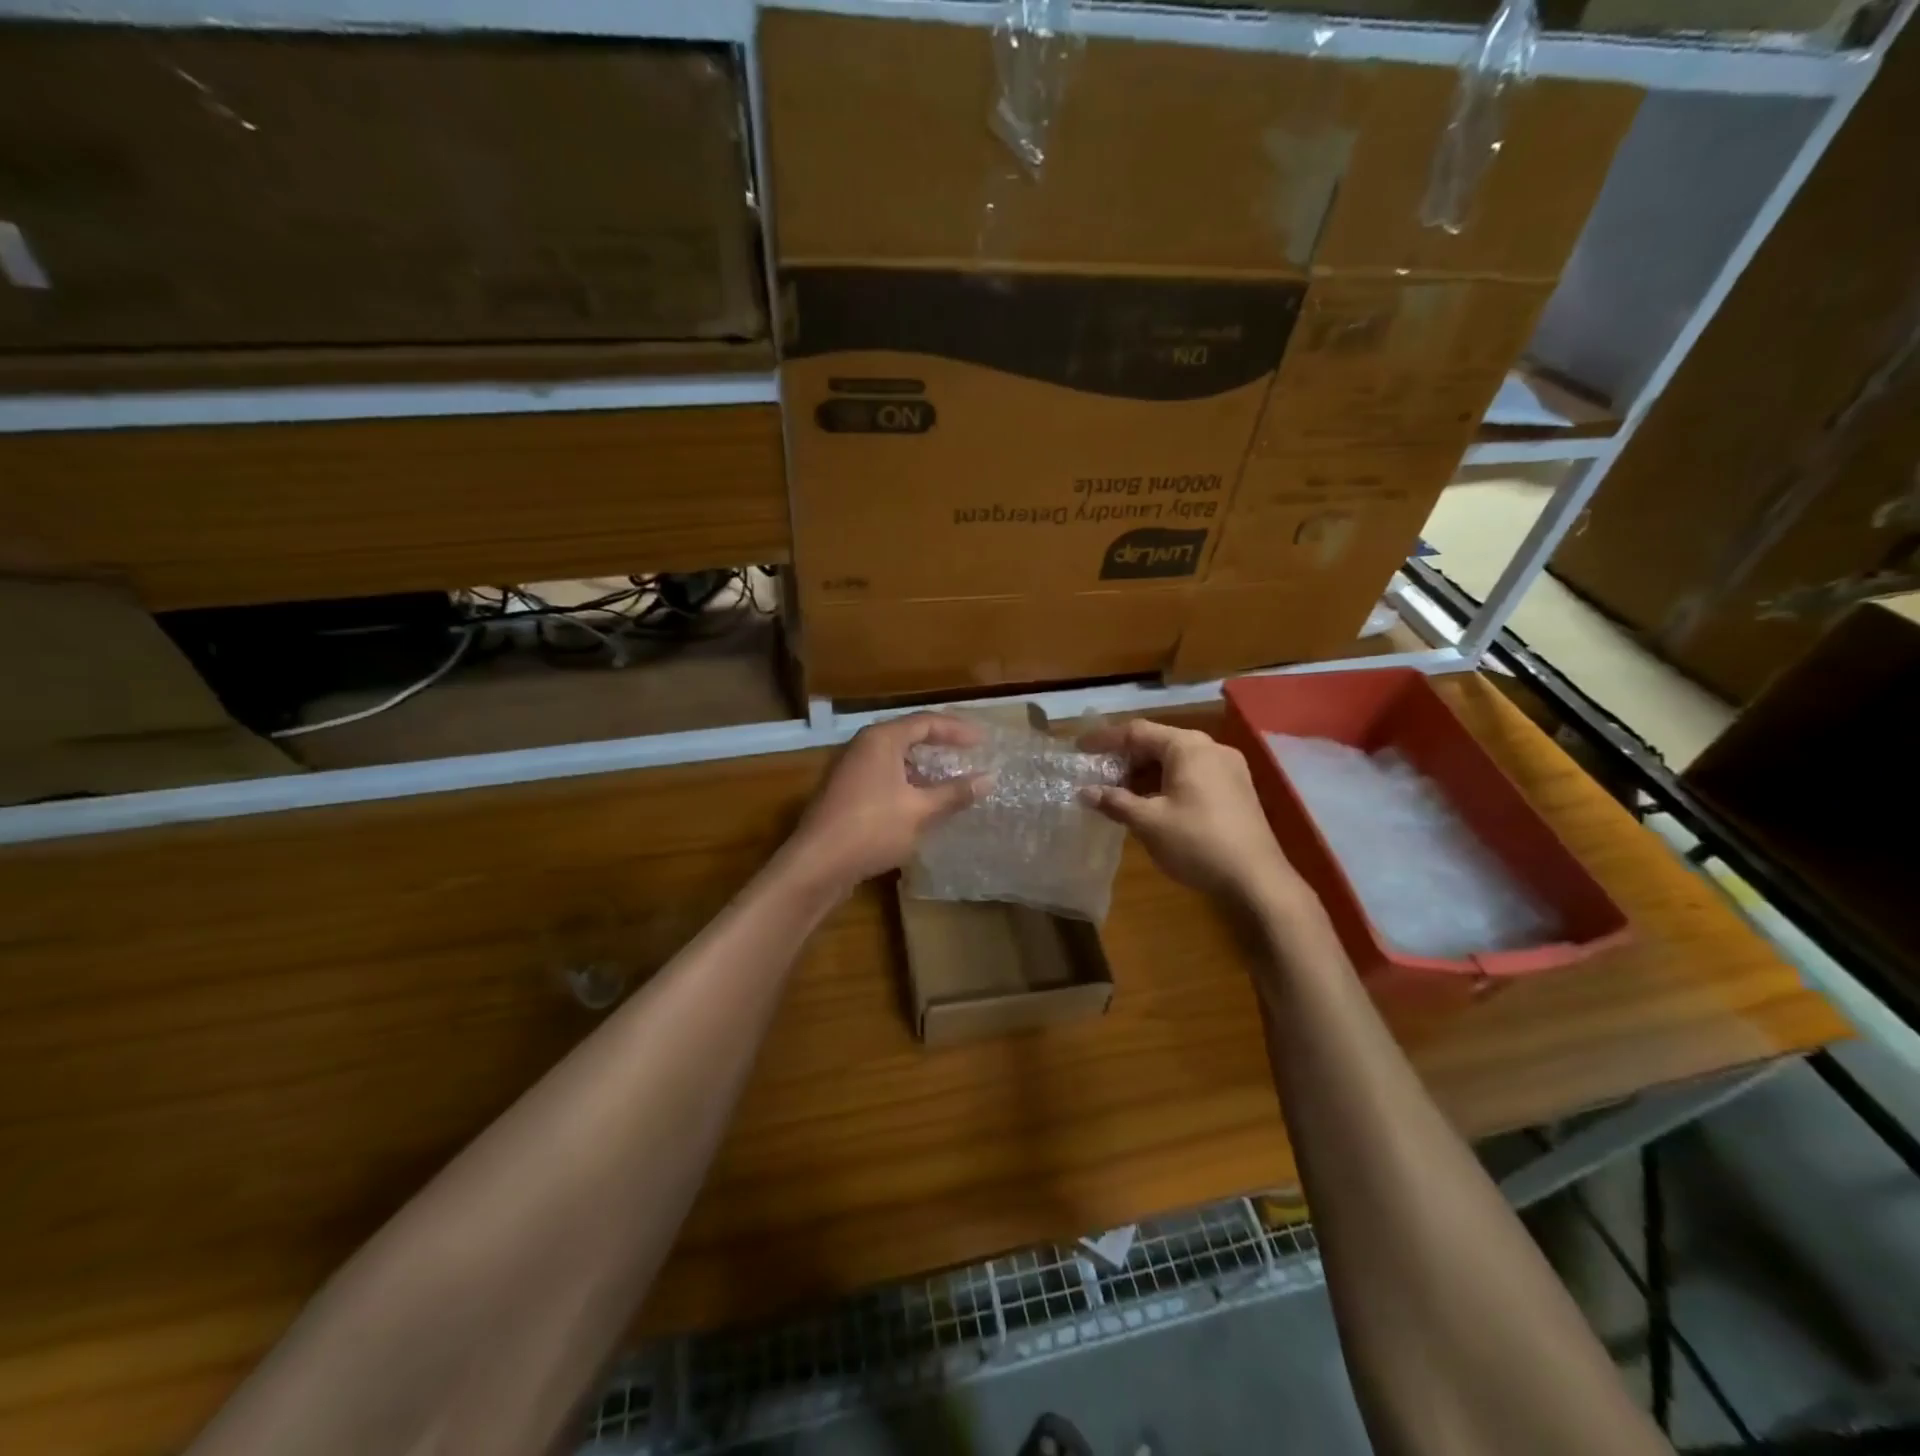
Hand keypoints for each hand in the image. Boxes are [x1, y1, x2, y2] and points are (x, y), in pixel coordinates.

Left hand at [789, 713, 989, 896]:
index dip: (957, 730)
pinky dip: (907, 782)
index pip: (926, 722)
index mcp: (881, 740)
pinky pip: (884, 776)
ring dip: (923, 766)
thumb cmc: (872, 829)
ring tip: (950, 778)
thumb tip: (989, 779)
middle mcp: (863, 746)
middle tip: (969, 753)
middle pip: (908, 735)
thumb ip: (955, 793)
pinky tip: (921, 802)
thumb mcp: (921, 811)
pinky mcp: (846, 792)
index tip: (983, 741)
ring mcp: (850, 769)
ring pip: (895, 758)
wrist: (818, 864)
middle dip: (940, 744)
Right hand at [1080, 719, 1305, 910]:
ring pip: (1176, 761)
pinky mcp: (1236, 790)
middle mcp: (1210, 748)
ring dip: (1145, 774)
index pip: (1137, 732)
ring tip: (1119, 793)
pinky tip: (1151, 804)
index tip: (1079, 750)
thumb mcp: (1148, 822)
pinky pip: (1193, 775)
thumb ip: (1115, 802)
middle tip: (1098, 775)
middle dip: (1125, 759)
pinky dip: (1166, 783)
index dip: (1105, 740)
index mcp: (1188, 746)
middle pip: (1158, 743)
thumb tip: (1085, 792)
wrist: (1258, 879)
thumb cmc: (1198, 842)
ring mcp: (1229, 768)